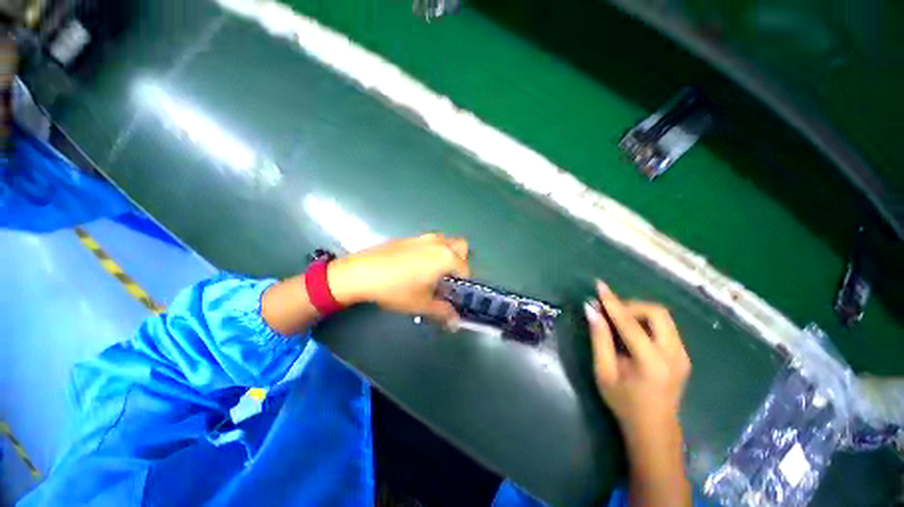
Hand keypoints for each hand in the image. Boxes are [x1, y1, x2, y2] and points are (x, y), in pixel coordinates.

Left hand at [327, 233, 469, 324]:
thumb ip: (443, 312)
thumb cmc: (396, 289)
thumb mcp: (421, 304)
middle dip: (460, 261)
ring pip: (445, 242)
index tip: (453, 295)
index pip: (466, 269)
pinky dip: (431, 251)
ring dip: (446, 254)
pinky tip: (415, 267)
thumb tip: (455, 322)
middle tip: (448, 278)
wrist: (360, 273)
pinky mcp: (409, 237)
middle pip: (461, 247)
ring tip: (432, 273)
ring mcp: (423, 237)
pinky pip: (429, 242)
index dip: (463, 285)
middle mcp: (438, 243)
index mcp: (446, 257)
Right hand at [584, 281, 690, 438]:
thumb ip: (599, 339)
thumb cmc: (624, 403)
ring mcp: (683, 354)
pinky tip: (632, 331)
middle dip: (631, 306)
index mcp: (652, 363)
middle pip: (657, 312)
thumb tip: (591, 310)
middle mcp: (674, 355)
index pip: (630, 323)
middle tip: (610, 313)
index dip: (612, 302)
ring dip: (638, 312)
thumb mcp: (604, 372)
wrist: (655, 429)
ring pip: (663, 317)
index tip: (599, 286)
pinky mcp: (683, 354)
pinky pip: (665, 326)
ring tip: (618, 321)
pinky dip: (646, 321)